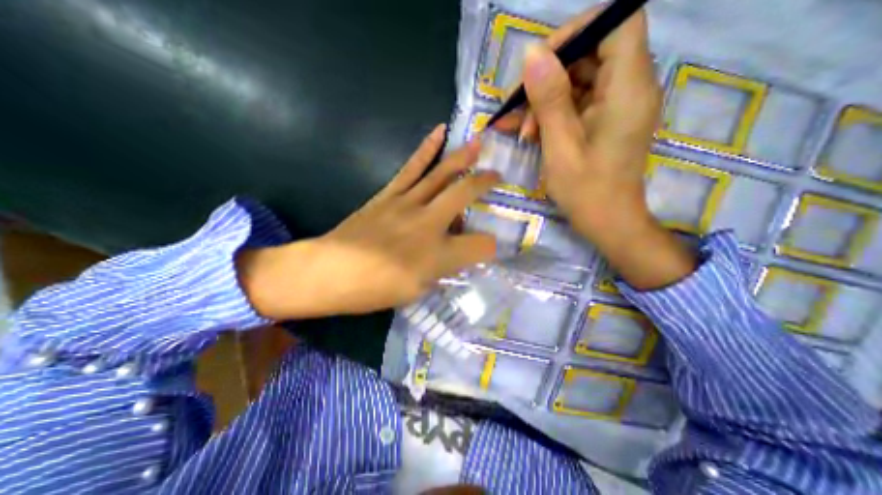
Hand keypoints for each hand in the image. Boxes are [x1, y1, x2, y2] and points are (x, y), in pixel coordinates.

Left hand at [234, 125, 499, 320]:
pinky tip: (438, 132)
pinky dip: (427, 149)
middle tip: (497, 175)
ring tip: (478, 143)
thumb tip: (454, 254)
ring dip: (463, 157)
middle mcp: (428, 223)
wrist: (331, 271)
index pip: (480, 246)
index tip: (492, 248)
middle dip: (485, 182)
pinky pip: (412, 168)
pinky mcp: (389, 194)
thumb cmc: (375, 289)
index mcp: (438, 255)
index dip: (491, 247)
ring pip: (441, 174)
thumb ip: (441, 270)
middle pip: (464, 194)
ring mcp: (407, 203)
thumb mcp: (417, 291)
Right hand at [495, 9, 695, 289]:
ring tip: (519, 130)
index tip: (541, 61)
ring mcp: (616, 105)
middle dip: (547, 76)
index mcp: (627, 88)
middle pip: (590, 52)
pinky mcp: (604, 120)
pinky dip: (550, 114)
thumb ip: (550, 99)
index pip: (617, 22)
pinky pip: (576, 103)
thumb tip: (533, 55)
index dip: (578, 31)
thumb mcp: (561, 146)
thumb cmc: (586, 190)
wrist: (607, 222)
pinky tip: (528, 133)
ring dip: (543, 101)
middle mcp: (629, 88)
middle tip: (517, 105)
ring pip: (577, 80)